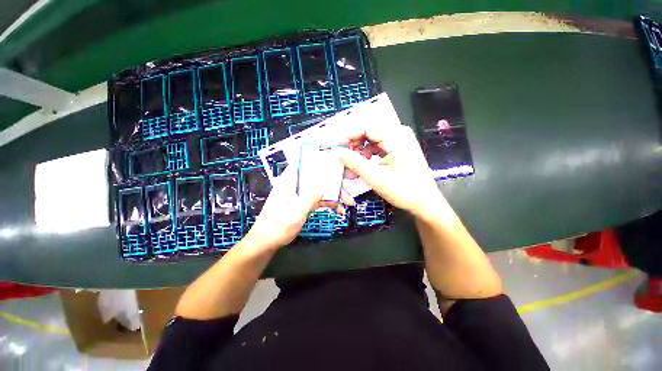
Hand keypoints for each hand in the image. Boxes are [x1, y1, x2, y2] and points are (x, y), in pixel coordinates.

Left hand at [242, 167, 353, 251]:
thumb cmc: (277, 227)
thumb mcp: (295, 213)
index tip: (335, 161)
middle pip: (317, 177)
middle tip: (347, 191)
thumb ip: (309, 198)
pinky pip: (318, 199)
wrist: (267, 242)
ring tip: (347, 203)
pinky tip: (338, 209)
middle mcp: (295, 185)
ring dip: (334, 194)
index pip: (304, 163)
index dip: (318, 160)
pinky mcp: (303, 203)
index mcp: (289, 181)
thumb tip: (323, 186)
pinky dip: (328, 203)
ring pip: (320, 188)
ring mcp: (300, 194)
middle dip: (334, 183)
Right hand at [336, 123, 444, 217]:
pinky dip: (365, 157)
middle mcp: (398, 133)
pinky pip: (376, 148)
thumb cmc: (404, 190)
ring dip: (357, 153)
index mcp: (396, 136)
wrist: (425, 203)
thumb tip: (336, 151)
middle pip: (367, 132)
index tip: (333, 145)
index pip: (365, 126)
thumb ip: (354, 162)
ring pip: (370, 140)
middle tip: (340, 157)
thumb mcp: (376, 177)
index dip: (347, 134)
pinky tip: (359, 168)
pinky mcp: (396, 149)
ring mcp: (398, 141)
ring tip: (349, 168)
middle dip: (351, 144)